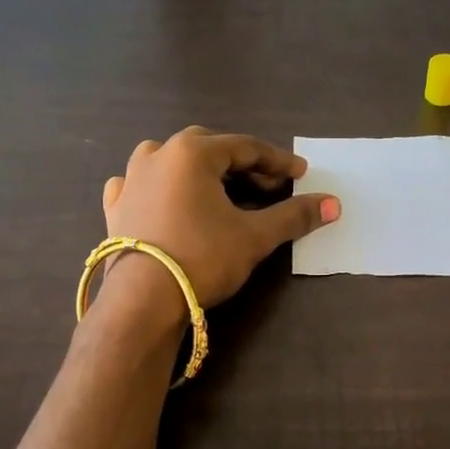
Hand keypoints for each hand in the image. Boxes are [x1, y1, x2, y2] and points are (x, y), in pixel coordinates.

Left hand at [101, 128, 339, 307]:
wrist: (143, 300)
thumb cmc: (203, 258)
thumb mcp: (254, 237)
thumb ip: (293, 216)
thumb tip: (333, 204)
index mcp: (192, 154)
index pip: (245, 148)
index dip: (277, 161)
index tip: (301, 173)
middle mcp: (158, 155)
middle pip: (208, 149)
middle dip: (241, 165)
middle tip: (267, 186)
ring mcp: (131, 180)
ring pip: (169, 160)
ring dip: (198, 169)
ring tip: (217, 188)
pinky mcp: (116, 207)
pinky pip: (137, 184)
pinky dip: (157, 186)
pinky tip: (162, 197)